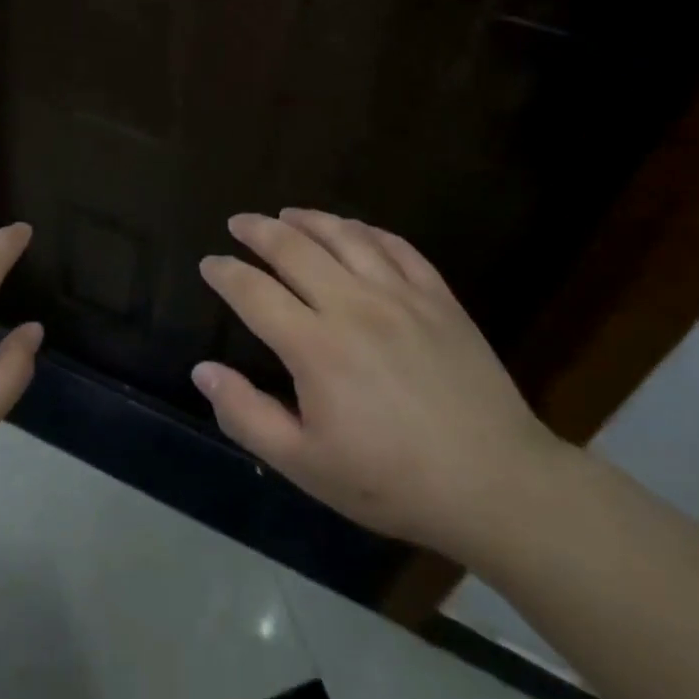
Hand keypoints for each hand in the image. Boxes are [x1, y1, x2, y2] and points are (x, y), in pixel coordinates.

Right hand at [194, 208, 567, 564]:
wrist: (495, 484)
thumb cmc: (391, 481)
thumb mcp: (304, 465)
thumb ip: (246, 415)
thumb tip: (203, 371)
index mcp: (314, 346)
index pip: (253, 292)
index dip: (224, 273)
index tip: (208, 264)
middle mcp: (352, 305)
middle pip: (294, 248)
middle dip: (258, 230)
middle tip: (239, 222)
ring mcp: (400, 296)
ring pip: (345, 236)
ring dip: (309, 219)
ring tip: (288, 214)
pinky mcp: (438, 298)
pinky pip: (396, 247)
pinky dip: (367, 230)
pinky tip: (354, 229)